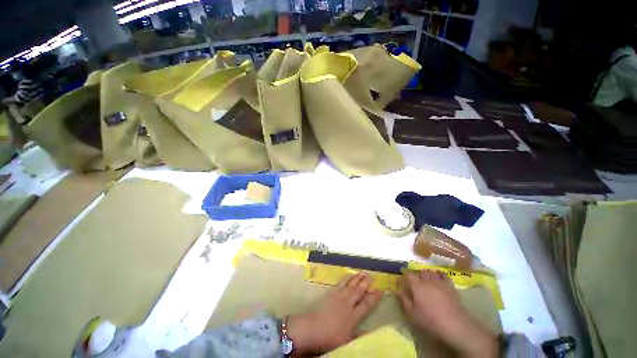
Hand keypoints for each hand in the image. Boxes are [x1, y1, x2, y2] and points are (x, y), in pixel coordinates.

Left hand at [286, 273, 381, 355]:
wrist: (312, 328)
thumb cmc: (330, 337)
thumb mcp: (347, 341)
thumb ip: (360, 336)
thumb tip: (373, 333)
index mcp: (353, 316)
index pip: (366, 304)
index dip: (374, 297)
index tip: (380, 290)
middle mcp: (348, 303)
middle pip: (359, 291)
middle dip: (366, 283)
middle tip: (371, 276)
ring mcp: (339, 296)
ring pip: (350, 285)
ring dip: (357, 278)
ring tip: (362, 272)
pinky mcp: (331, 293)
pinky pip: (341, 283)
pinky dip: (346, 278)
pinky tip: (349, 275)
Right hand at [398, 270, 497, 357]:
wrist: (455, 325)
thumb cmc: (431, 321)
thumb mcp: (413, 315)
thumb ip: (404, 301)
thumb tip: (397, 290)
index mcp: (417, 286)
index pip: (409, 274)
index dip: (406, 276)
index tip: (404, 281)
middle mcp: (427, 280)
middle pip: (420, 271)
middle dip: (417, 274)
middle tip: (415, 282)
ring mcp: (440, 282)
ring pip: (431, 272)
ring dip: (427, 274)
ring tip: (426, 280)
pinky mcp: (450, 286)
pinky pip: (443, 275)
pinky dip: (439, 274)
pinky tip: (439, 277)